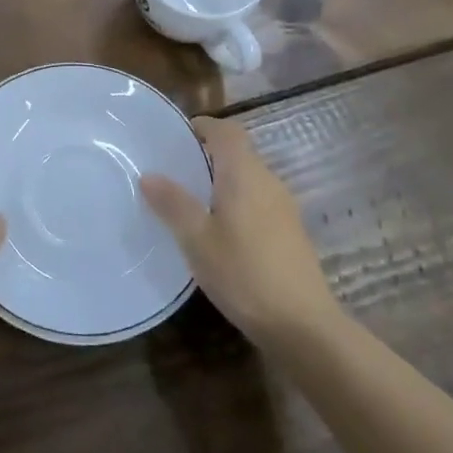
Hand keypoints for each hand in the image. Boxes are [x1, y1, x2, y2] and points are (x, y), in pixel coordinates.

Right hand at [142, 118, 333, 346]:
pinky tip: (218, 234)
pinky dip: (235, 204)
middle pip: (237, 153)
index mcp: (244, 173)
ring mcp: (284, 207)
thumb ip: (173, 203)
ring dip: (220, 182)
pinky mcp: (290, 232)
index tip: (175, 138)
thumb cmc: (244, 273)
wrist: (303, 325)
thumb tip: (149, 174)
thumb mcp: (197, 239)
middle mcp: (268, 181)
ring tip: (190, 204)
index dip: (203, 126)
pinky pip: (257, 202)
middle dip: (206, 156)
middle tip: (173, 173)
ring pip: (248, 179)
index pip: (227, 130)